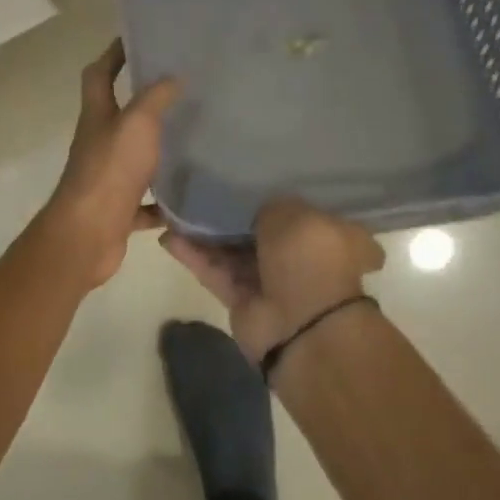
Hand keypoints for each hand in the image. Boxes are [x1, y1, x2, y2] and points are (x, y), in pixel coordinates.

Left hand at [40, 40, 179, 288]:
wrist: (88, 234)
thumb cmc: (110, 171)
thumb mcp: (136, 124)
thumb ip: (155, 98)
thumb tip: (173, 75)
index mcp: (97, 117)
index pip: (99, 74)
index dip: (113, 54)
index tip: (137, 39)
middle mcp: (98, 144)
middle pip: (117, 116)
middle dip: (142, 102)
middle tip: (180, 89)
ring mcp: (107, 178)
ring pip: (134, 159)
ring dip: (157, 151)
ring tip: (193, 140)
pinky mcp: (119, 210)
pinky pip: (146, 203)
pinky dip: (164, 202)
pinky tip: (189, 198)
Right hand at [162, 198, 384, 365]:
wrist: (300, 325)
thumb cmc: (309, 259)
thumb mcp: (293, 213)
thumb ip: (267, 203)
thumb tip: (249, 206)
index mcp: (330, 234)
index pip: (301, 208)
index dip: (274, 191)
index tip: (246, 174)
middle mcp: (302, 257)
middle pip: (260, 230)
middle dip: (232, 213)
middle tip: (202, 188)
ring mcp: (271, 281)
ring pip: (233, 251)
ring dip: (206, 233)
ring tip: (175, 209)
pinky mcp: (243, 301)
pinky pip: (216, 272)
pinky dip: (195, 256)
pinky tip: (169, 236)